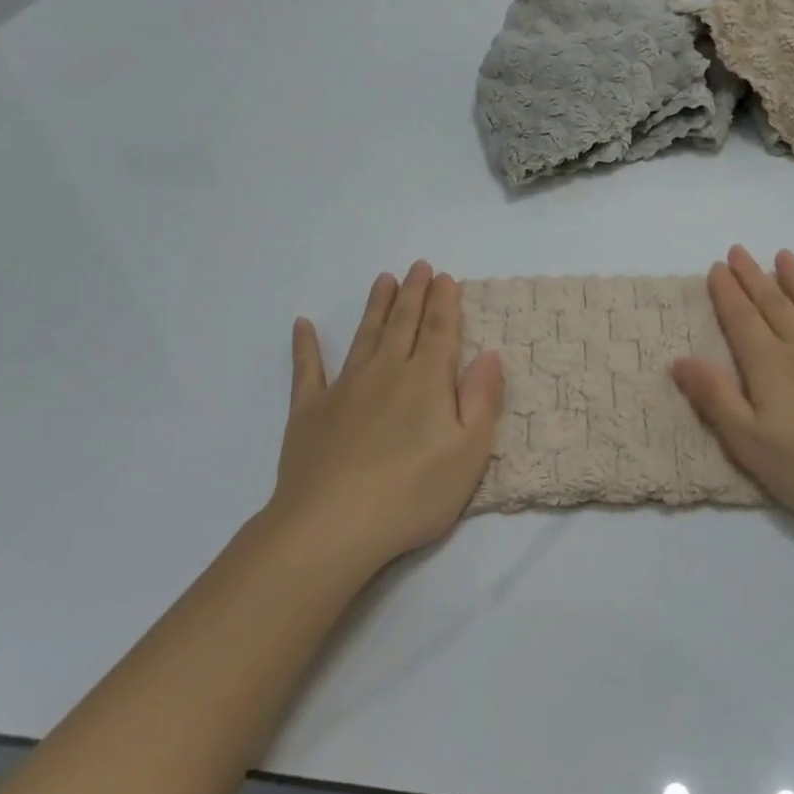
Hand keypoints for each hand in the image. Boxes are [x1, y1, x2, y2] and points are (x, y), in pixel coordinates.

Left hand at [266, 261, 503, 576]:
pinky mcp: (309, 411)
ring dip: (376, 306)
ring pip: (364, 336)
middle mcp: (386, 372)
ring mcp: (344, 388)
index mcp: (427, 380)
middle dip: (414, 293)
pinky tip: (303, 325)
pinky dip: (305, 346)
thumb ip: (481, 399)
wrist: (331, 526)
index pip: (440, 331)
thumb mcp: (468, 452)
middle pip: (403, 324)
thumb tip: (490, 355)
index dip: (445, 302)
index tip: (446, 277)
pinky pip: (307, 369)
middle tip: (419, 266)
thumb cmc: (412, 494)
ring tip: (384, 280)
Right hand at [670, 246, 793, 538]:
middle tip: (740, 250)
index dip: (727, 294)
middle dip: (754, 278)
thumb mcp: (751, 445)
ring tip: (784, 256)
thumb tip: (679, 359)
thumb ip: (716, 398)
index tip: (717, 266)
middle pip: (775, 306)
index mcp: (771, 368)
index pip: (742, 322)